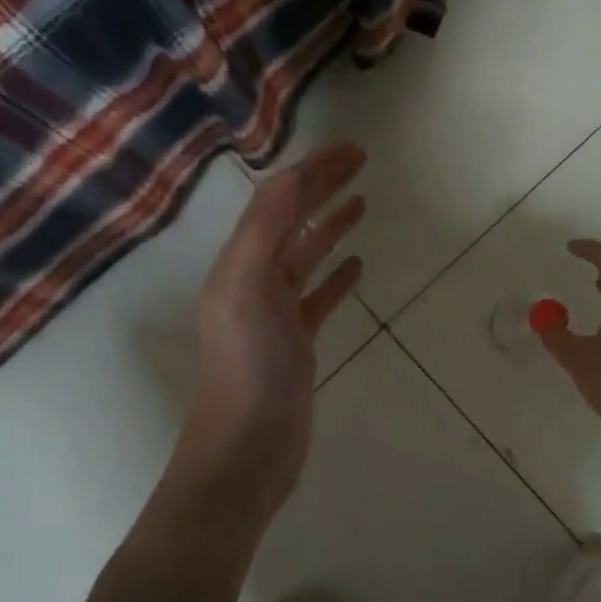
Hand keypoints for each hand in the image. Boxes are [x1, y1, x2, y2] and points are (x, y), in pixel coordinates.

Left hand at [168, 145, 366, 520]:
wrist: (247, 451)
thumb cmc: (249, 369)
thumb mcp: (248, 291)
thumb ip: (264, 231)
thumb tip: (289, 175)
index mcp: (239, 263)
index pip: (277, 201)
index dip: (312, 170)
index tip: (351, 150)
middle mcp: (253, 281)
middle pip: (291, 221)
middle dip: (322, 188)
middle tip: (361, 163)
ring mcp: (275, 314)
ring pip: (306, 256)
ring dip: (330, 226)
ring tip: (361, 203)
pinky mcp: (296, 343)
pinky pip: (318, 297)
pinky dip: (337, 276)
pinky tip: (358, 265)